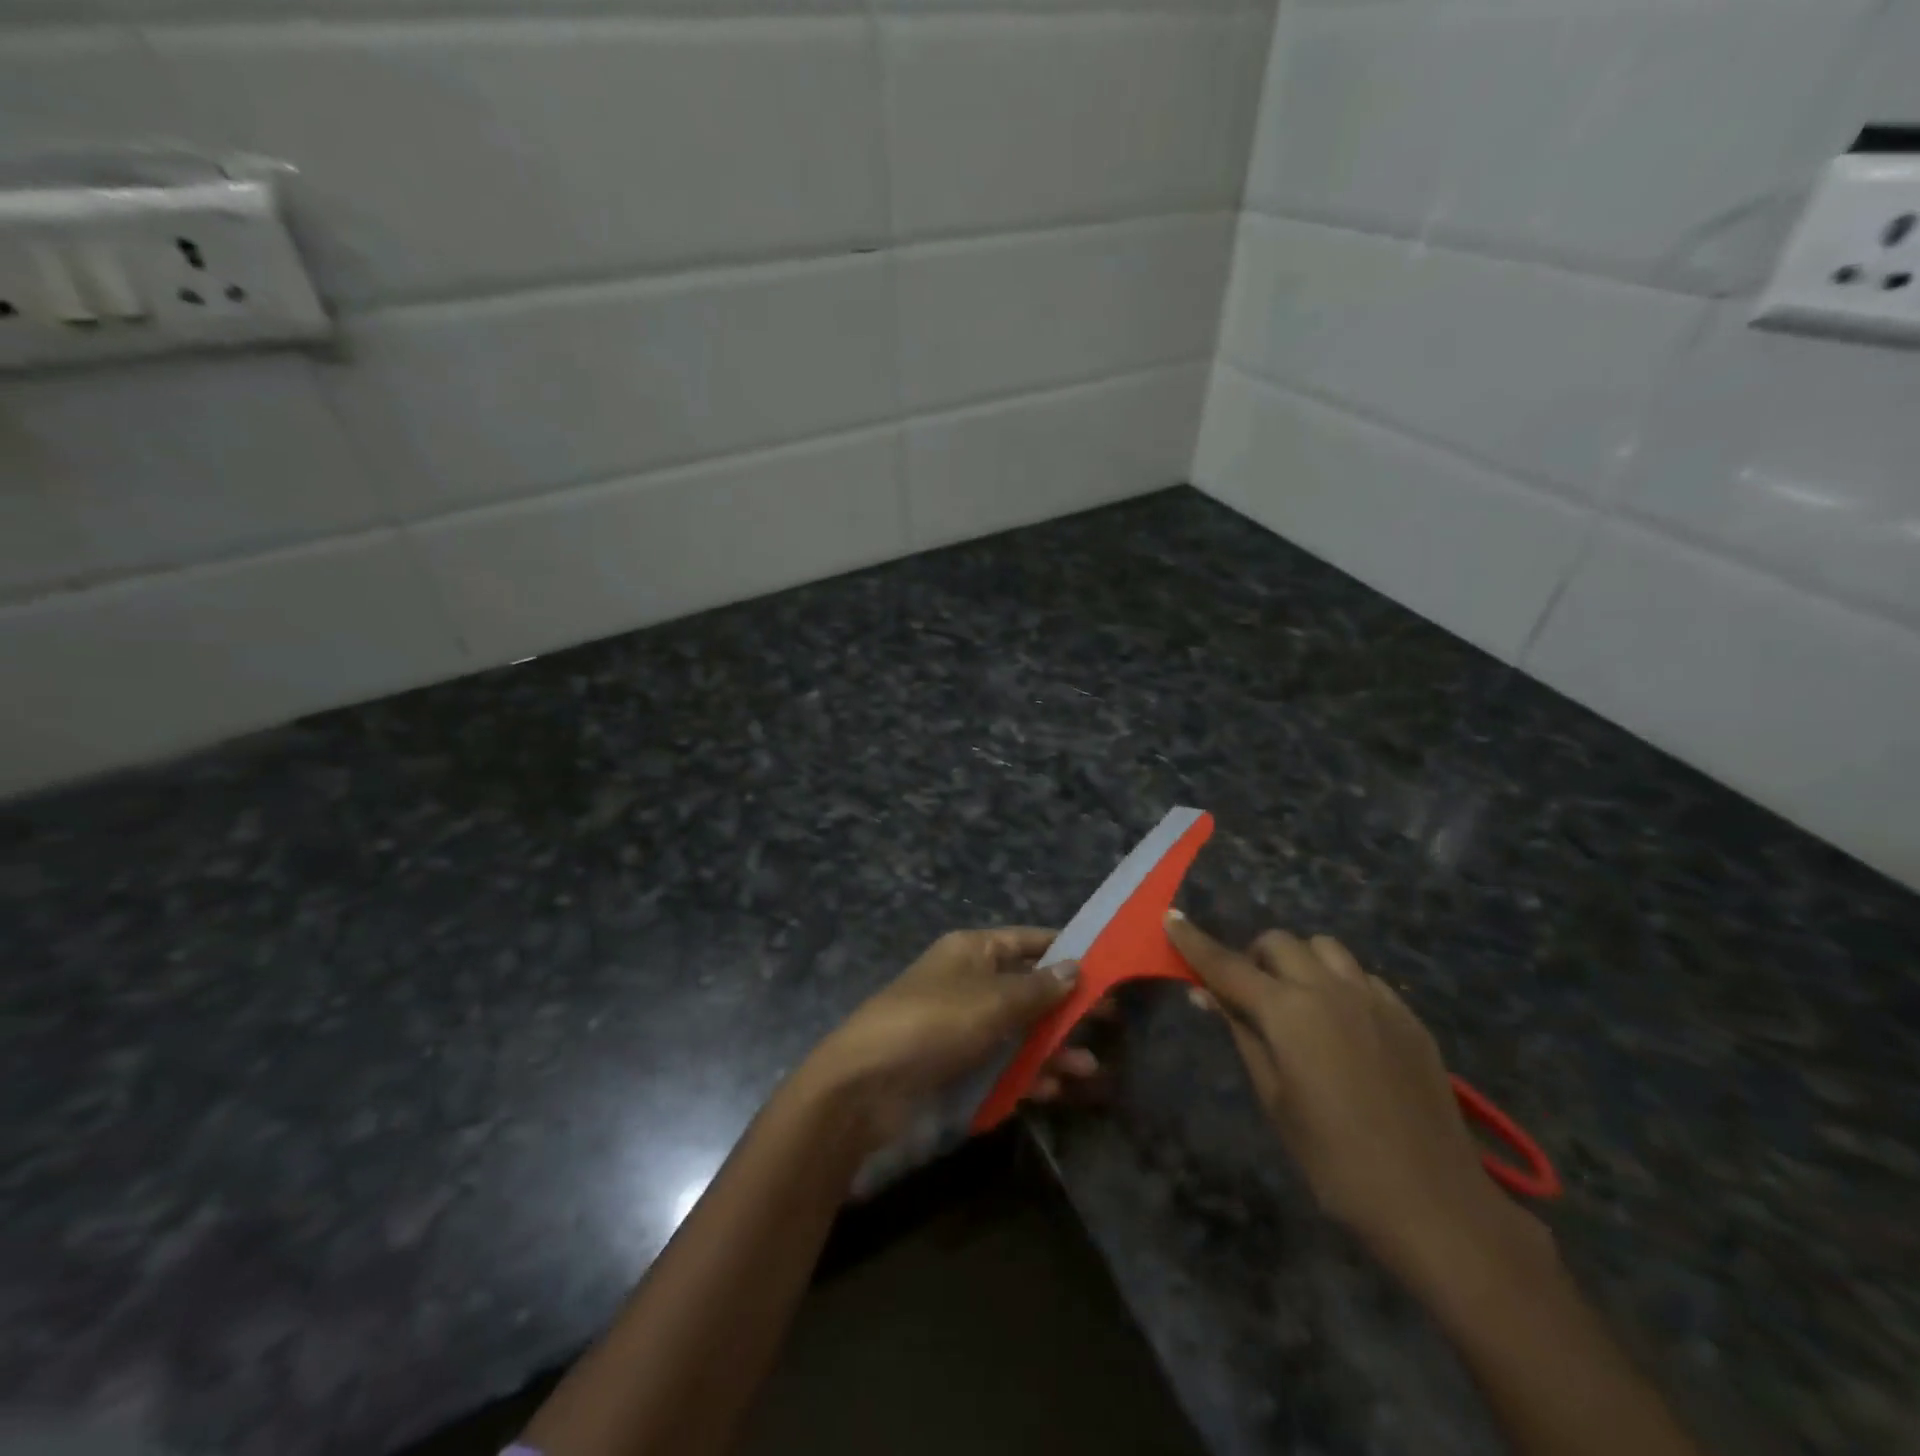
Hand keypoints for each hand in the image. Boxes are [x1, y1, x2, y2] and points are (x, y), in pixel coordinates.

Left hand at [803, 927, 1097, 1148]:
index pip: (1027, 941)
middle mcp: (970, 982)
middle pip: (1028, 989)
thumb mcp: (992, 1000)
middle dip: (1066, 1006)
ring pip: (1019, 1031)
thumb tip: (1076, 967)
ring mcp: (963, 1026)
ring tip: (1091, 1067)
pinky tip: (1058, 1089)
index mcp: (972, 951)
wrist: (865, 1085)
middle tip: (1111, 1020)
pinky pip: (1003, 1064)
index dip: (1065, 950)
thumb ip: (1037, 988)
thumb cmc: (934, 1024)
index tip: (1107, 964)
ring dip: (1053, 1047)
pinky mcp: (958, 1066)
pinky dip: (1029, 1074)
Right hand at [1165, 912, 1548, 1276]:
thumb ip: (1242, 1034)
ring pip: (1325, 948)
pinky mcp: (1407, 1016)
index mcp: (1288, 1011)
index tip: (1172, 917)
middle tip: (1250, 994)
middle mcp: (1329, 989)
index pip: (1227, 964)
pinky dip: (1340, 983)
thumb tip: (1207, 993)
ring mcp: (1375, 998)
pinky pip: (1363, 976)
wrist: (1433, 1203)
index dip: (1194, 941)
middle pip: (1279, 943)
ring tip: (1299, 1002)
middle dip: (1255, 957)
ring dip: (1300, 962)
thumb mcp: (1274, 1098)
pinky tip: (1344, 1025)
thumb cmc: (1334, 1160)